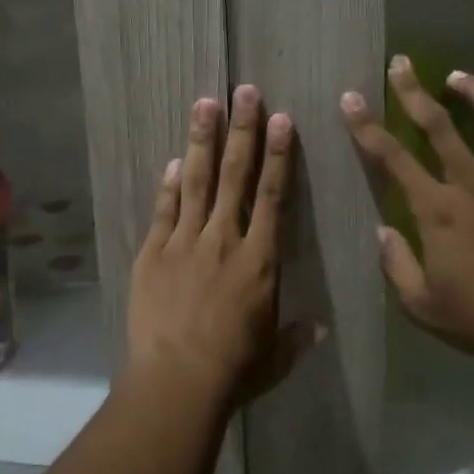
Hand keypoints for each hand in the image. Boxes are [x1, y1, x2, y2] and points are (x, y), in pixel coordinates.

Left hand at [128, 86, 303, 405]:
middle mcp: (224, 240)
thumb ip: (297, 338)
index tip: (282, 119)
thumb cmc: (234, 370)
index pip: (273, 196)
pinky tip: (172, 160)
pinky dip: (168, 185)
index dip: (279, 155)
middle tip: (244, 92)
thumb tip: (320, 329)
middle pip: (235, 175)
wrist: (176, 381)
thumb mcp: (275, 358)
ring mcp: (184, 243)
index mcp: (260, 260)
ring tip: (205, 103)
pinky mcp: (152, 254)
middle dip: (242, 130)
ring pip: (196, 181)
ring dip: (202, 141)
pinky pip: (163, 211)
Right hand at [341, 55, 473, 373]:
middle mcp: (473, 186)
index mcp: (437, 210)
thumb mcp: (422, 306)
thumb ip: (396, 264)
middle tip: (401, 63)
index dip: (367, 125)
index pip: (392, 158)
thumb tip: (383, 231)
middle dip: (414, 91)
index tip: (351, 97)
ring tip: (462, 77)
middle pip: (440, 125)